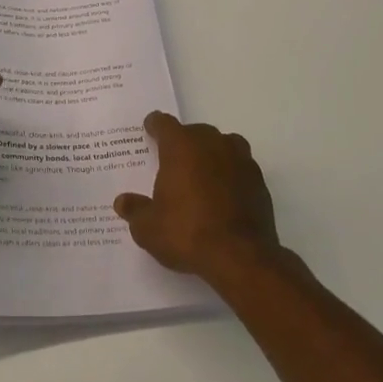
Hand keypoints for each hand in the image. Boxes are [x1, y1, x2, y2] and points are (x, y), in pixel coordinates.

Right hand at [113, 112, 279, 283]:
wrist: (240, 257)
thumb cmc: (187, 233)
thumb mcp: (148, 228)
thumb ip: (135, 210)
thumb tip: (122, 201)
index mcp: (181, 147)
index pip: (165, 124)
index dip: (155, 125)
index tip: (150, 128)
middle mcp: (212, 145)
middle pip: (196, 131)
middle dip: (184, 140)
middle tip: (173, 158)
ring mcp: (240, 161)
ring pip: (224, 144)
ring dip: (212, 151)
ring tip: (202, 170)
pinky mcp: (259, 182)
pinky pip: (241, 167)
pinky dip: (231, 173)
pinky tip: (224, 192)